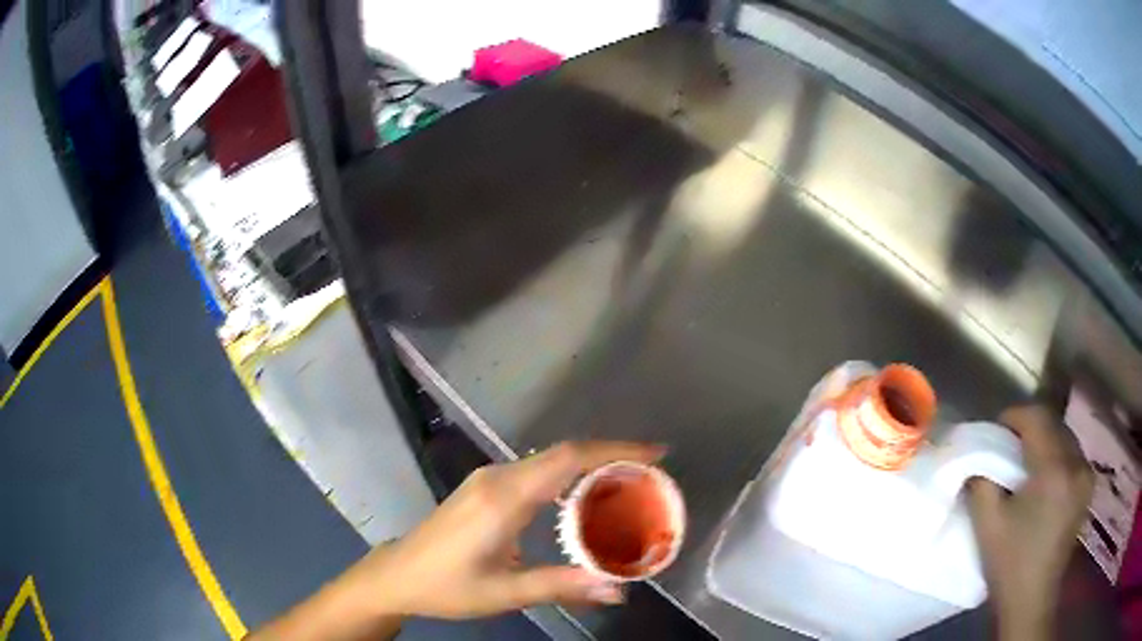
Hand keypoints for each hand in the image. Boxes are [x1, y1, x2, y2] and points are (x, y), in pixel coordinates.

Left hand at [361, 441, 663, 617]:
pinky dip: (567, 478)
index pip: (568, 459)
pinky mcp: (483, 487)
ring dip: (590, 467)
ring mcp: (488, 479)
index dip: (615, 450)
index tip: (655, 454)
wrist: (398, 575)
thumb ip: (562, 586)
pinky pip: (535, 472)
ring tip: (627, 488)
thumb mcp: (506, 591)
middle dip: (611, 458)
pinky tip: (582, 500)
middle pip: (563, 455)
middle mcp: (497, 478)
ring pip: (549, 462)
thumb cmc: (448, 585)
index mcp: (504, 498)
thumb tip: (618, 589)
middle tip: (650, 478)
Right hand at [967, 405, 1093, 639]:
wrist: (1032, 600)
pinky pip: (1073, 454)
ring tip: (1026, 460)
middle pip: (1054, 424)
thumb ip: (981, 483)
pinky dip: (1057, 454)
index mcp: (1054, 471)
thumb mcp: (988, 526)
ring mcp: (1086, 475)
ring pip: (1065, 437)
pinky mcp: (1088, 487)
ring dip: (1045, 440)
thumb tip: (977, 458)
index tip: (997, 427)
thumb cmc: (1010, 565)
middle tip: (1009, 445)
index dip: (1015, 416)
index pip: (1037, 419)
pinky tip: (1045, 475)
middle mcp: (1076, 464)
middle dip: (1030, 428)